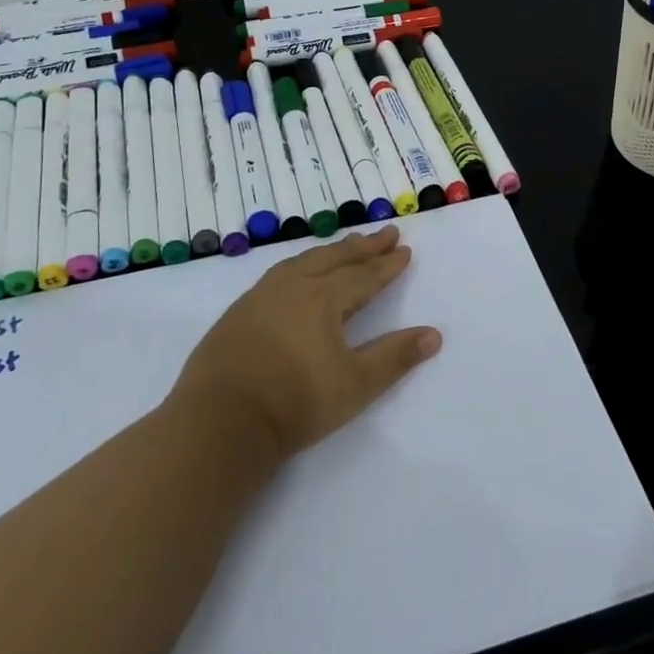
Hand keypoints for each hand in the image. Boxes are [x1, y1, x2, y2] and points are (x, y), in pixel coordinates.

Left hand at [170, 227, 441, 461]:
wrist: (220, 421)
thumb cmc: (296, 402)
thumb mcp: (356, 384)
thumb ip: (395, 357)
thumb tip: (433, 334)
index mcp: (323, 298)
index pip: (363, 275)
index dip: (386, 264)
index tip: (404, 250)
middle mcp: (293, 286)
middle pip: (334, 258)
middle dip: (363, 247)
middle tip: (385, 233)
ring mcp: (261, 297)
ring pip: (303, 261)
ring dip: (330, 251)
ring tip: (345, 245)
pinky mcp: (238, 312)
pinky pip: (279, 273)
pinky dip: (300, 264)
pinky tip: (297, 273)